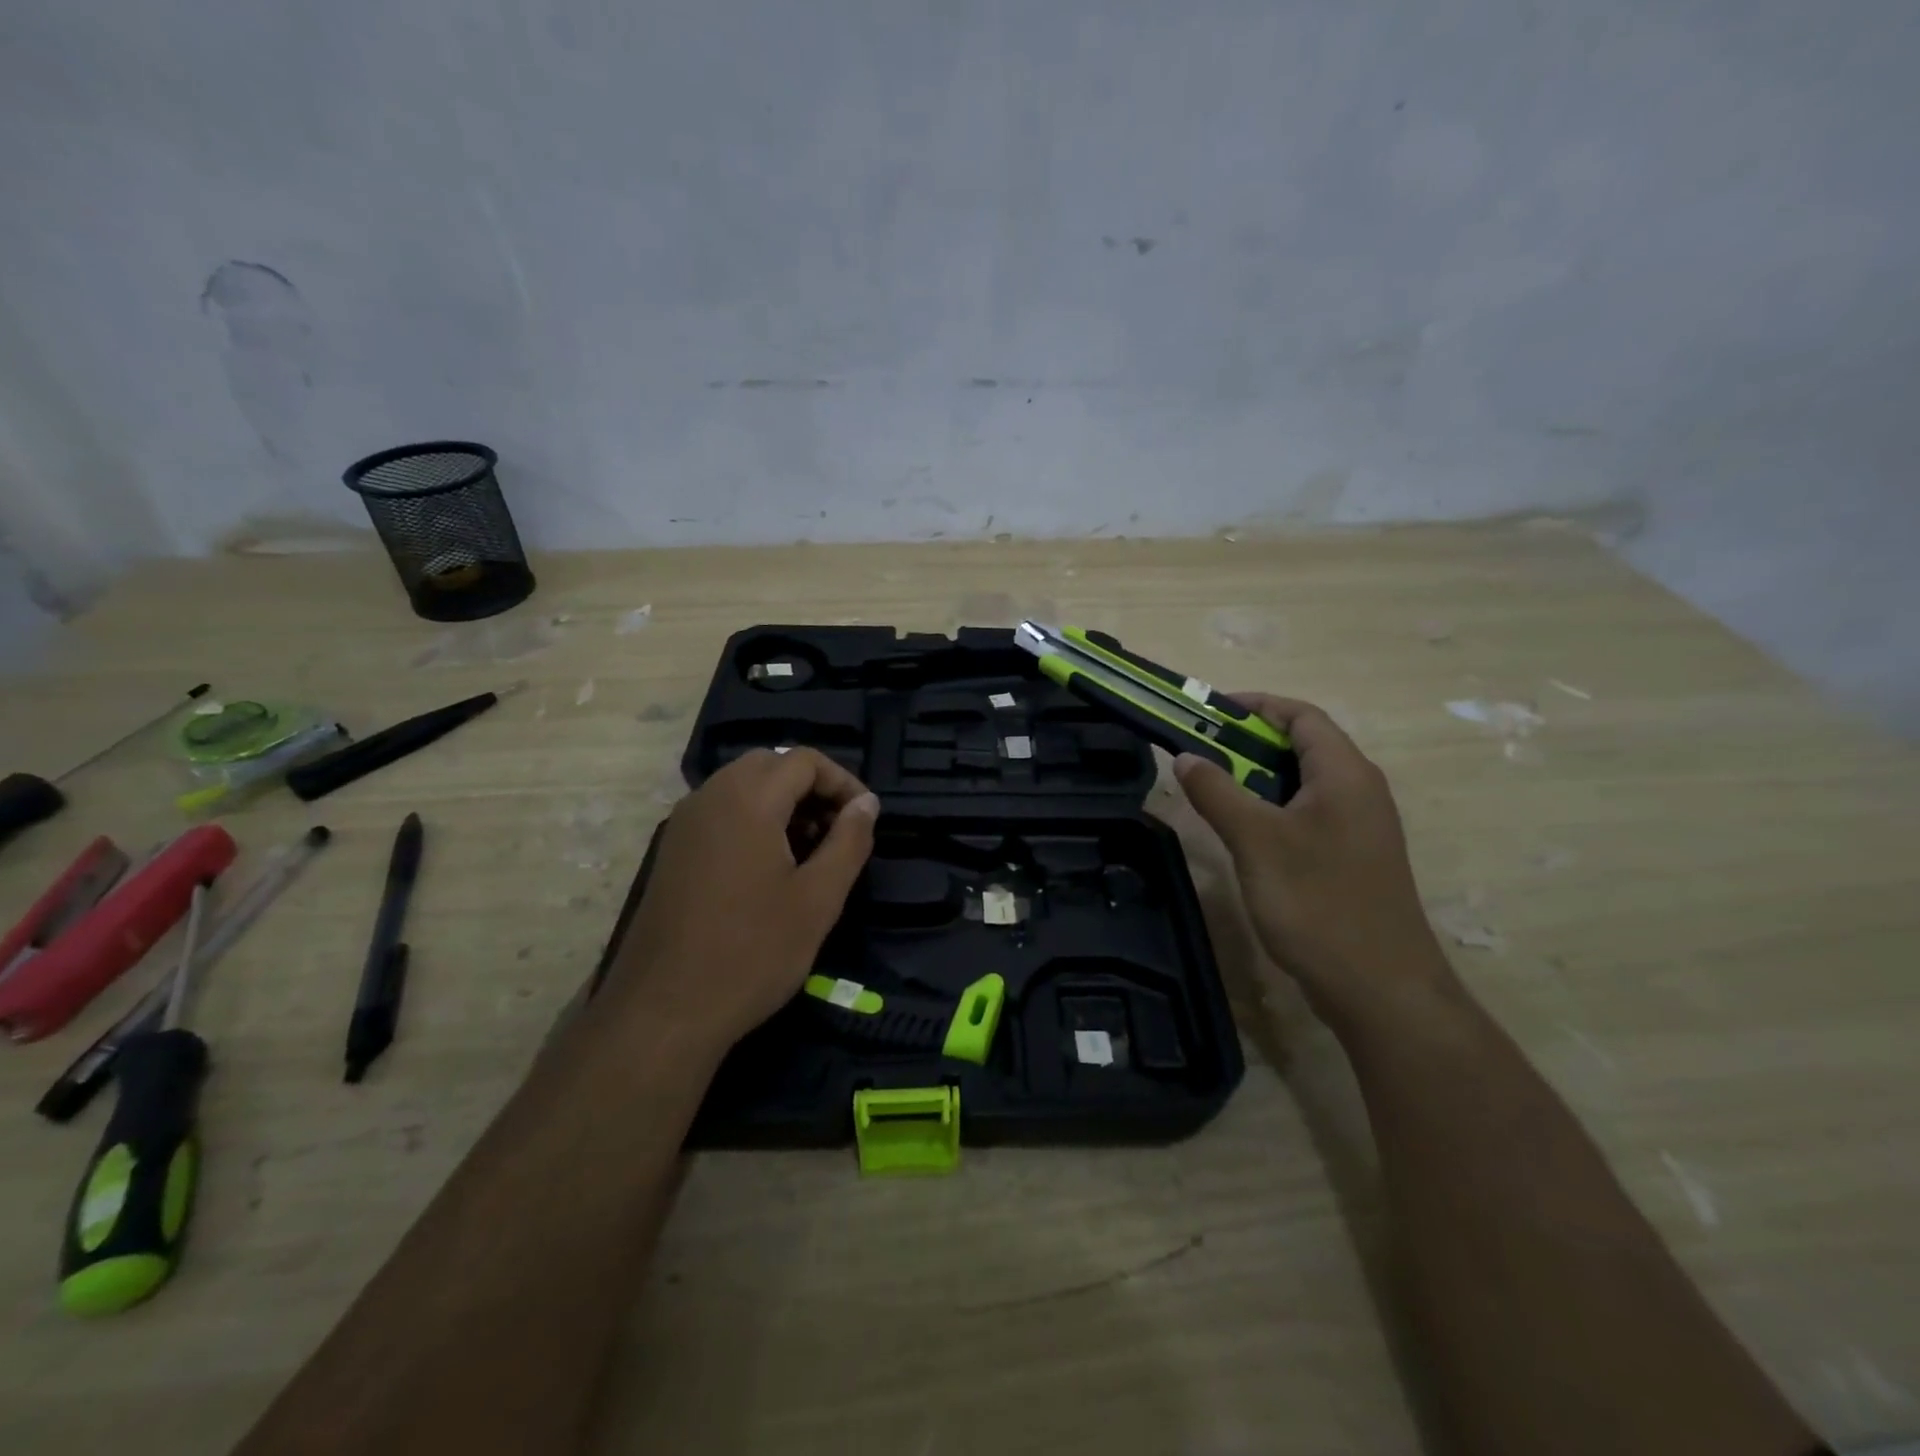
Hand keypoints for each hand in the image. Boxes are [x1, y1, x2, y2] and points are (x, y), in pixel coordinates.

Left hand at [608, 749, 879, 1051]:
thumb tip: (866, 803)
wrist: (664, 1012)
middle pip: (769, 765)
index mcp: (747, 800)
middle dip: (810, 787)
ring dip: (781, 803)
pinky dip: (752, 819)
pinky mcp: (671, 851)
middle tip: (837, 830)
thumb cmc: (752, 952)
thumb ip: (849, 841)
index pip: (803, 760)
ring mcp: (684, 823)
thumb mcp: (818, 899)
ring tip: (809, 851)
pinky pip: (720, 812)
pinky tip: (768, 868)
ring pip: (741, 786)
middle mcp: (709, 797)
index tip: (864, 818)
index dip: (842, 781)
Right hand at [1173, 695, 1455, 1029]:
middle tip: (1199, 753)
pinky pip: (1307, 813)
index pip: (1301, 716)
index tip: (1205, 713)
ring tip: (1212, 788)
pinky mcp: (1351, 857)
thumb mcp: (1256, 841)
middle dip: (1248, 742)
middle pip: (1302, 745)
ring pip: (1302, 782)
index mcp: (1345, 773)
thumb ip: (1217, 792)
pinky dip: (1271, 808)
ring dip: (1256, 777)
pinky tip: (1242, 832)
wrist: (1380, 989)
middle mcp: (1359, 790)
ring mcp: (1359, 826)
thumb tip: (1186, 756)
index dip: (1254, 705)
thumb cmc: (1318, 902)